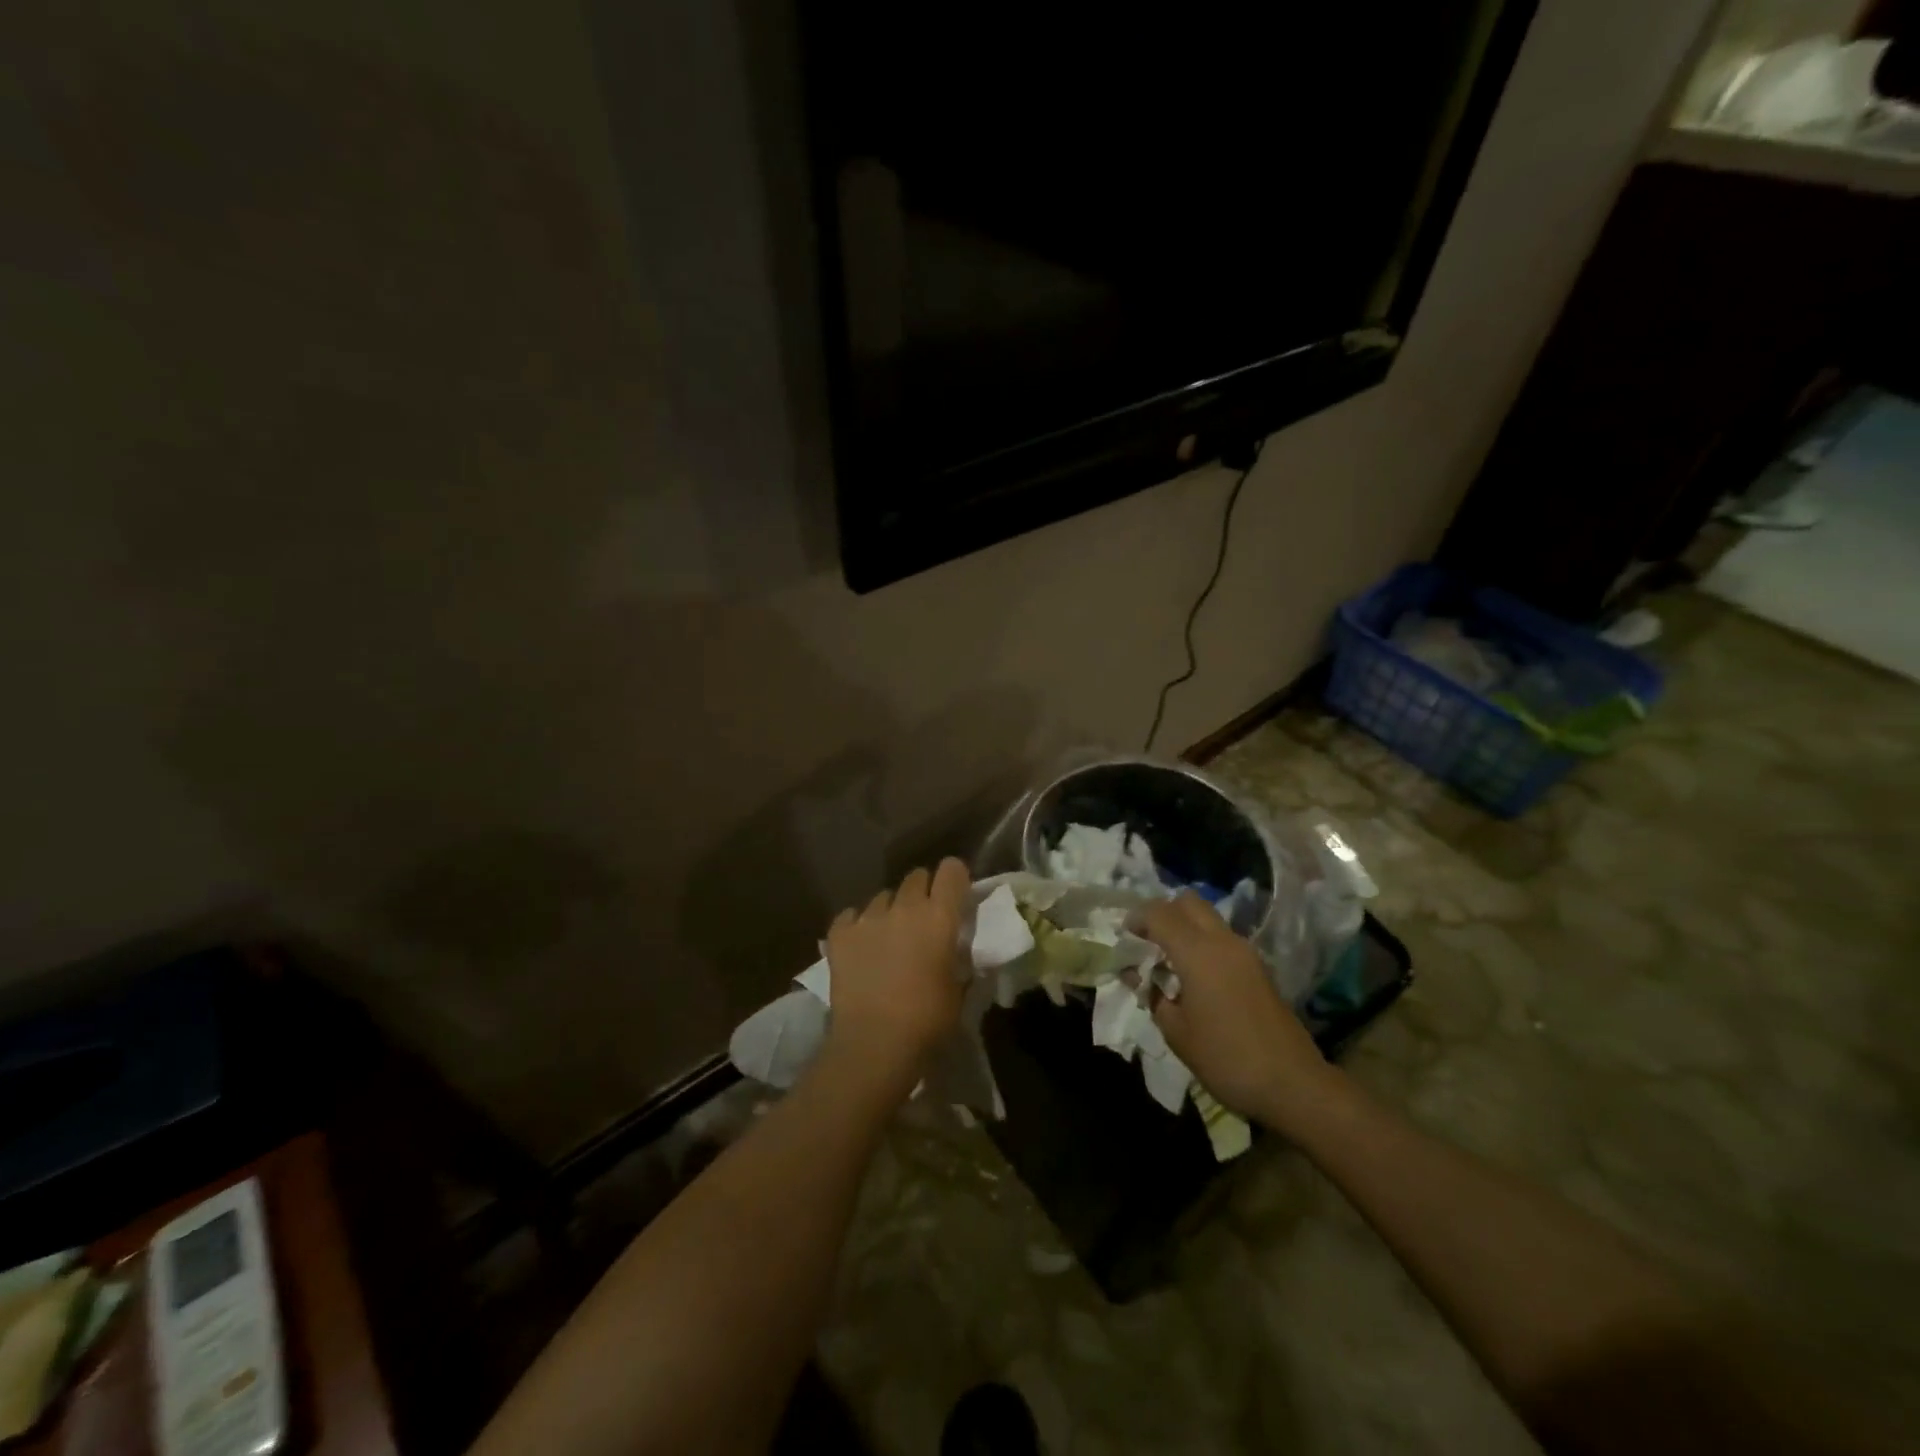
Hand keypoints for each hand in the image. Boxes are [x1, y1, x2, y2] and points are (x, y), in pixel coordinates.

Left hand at [821, 858, 970, 1094]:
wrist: (874, 1044)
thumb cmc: (928, 1021)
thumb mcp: (959, 990)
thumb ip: (959, 959)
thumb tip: (957, 948)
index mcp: (939, 917)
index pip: (952, 870)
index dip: (955, 878)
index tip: (956, 895)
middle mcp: (904, 907)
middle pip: (916, 877)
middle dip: (923, 892)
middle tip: (923, 920)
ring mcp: (868, 917)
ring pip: (883, 897)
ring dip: (890, 910)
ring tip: (889, 937)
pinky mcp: (839, 934)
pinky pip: (851, 915)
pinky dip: (857, 925)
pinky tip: (861, 947)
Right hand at [1137, 892, 1339, 1131]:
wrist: (1293, 1084)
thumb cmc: (1226, 1059)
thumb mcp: (1176, 1032)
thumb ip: (1152, 995)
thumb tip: (1138, 976)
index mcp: (1197, 952)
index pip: (1159, 913)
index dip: (1136, 918)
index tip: (1123, 936)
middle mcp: (1222, 941)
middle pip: (1188, 902)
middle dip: (1163, 913)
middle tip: (1147, 940)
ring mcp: (1245, 952)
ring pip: (1208, 918)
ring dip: (1184, 927)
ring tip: (1168, 960)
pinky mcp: (1259, 968)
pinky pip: (1222, 938)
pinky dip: (1202, 942)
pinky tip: (1194, 976)